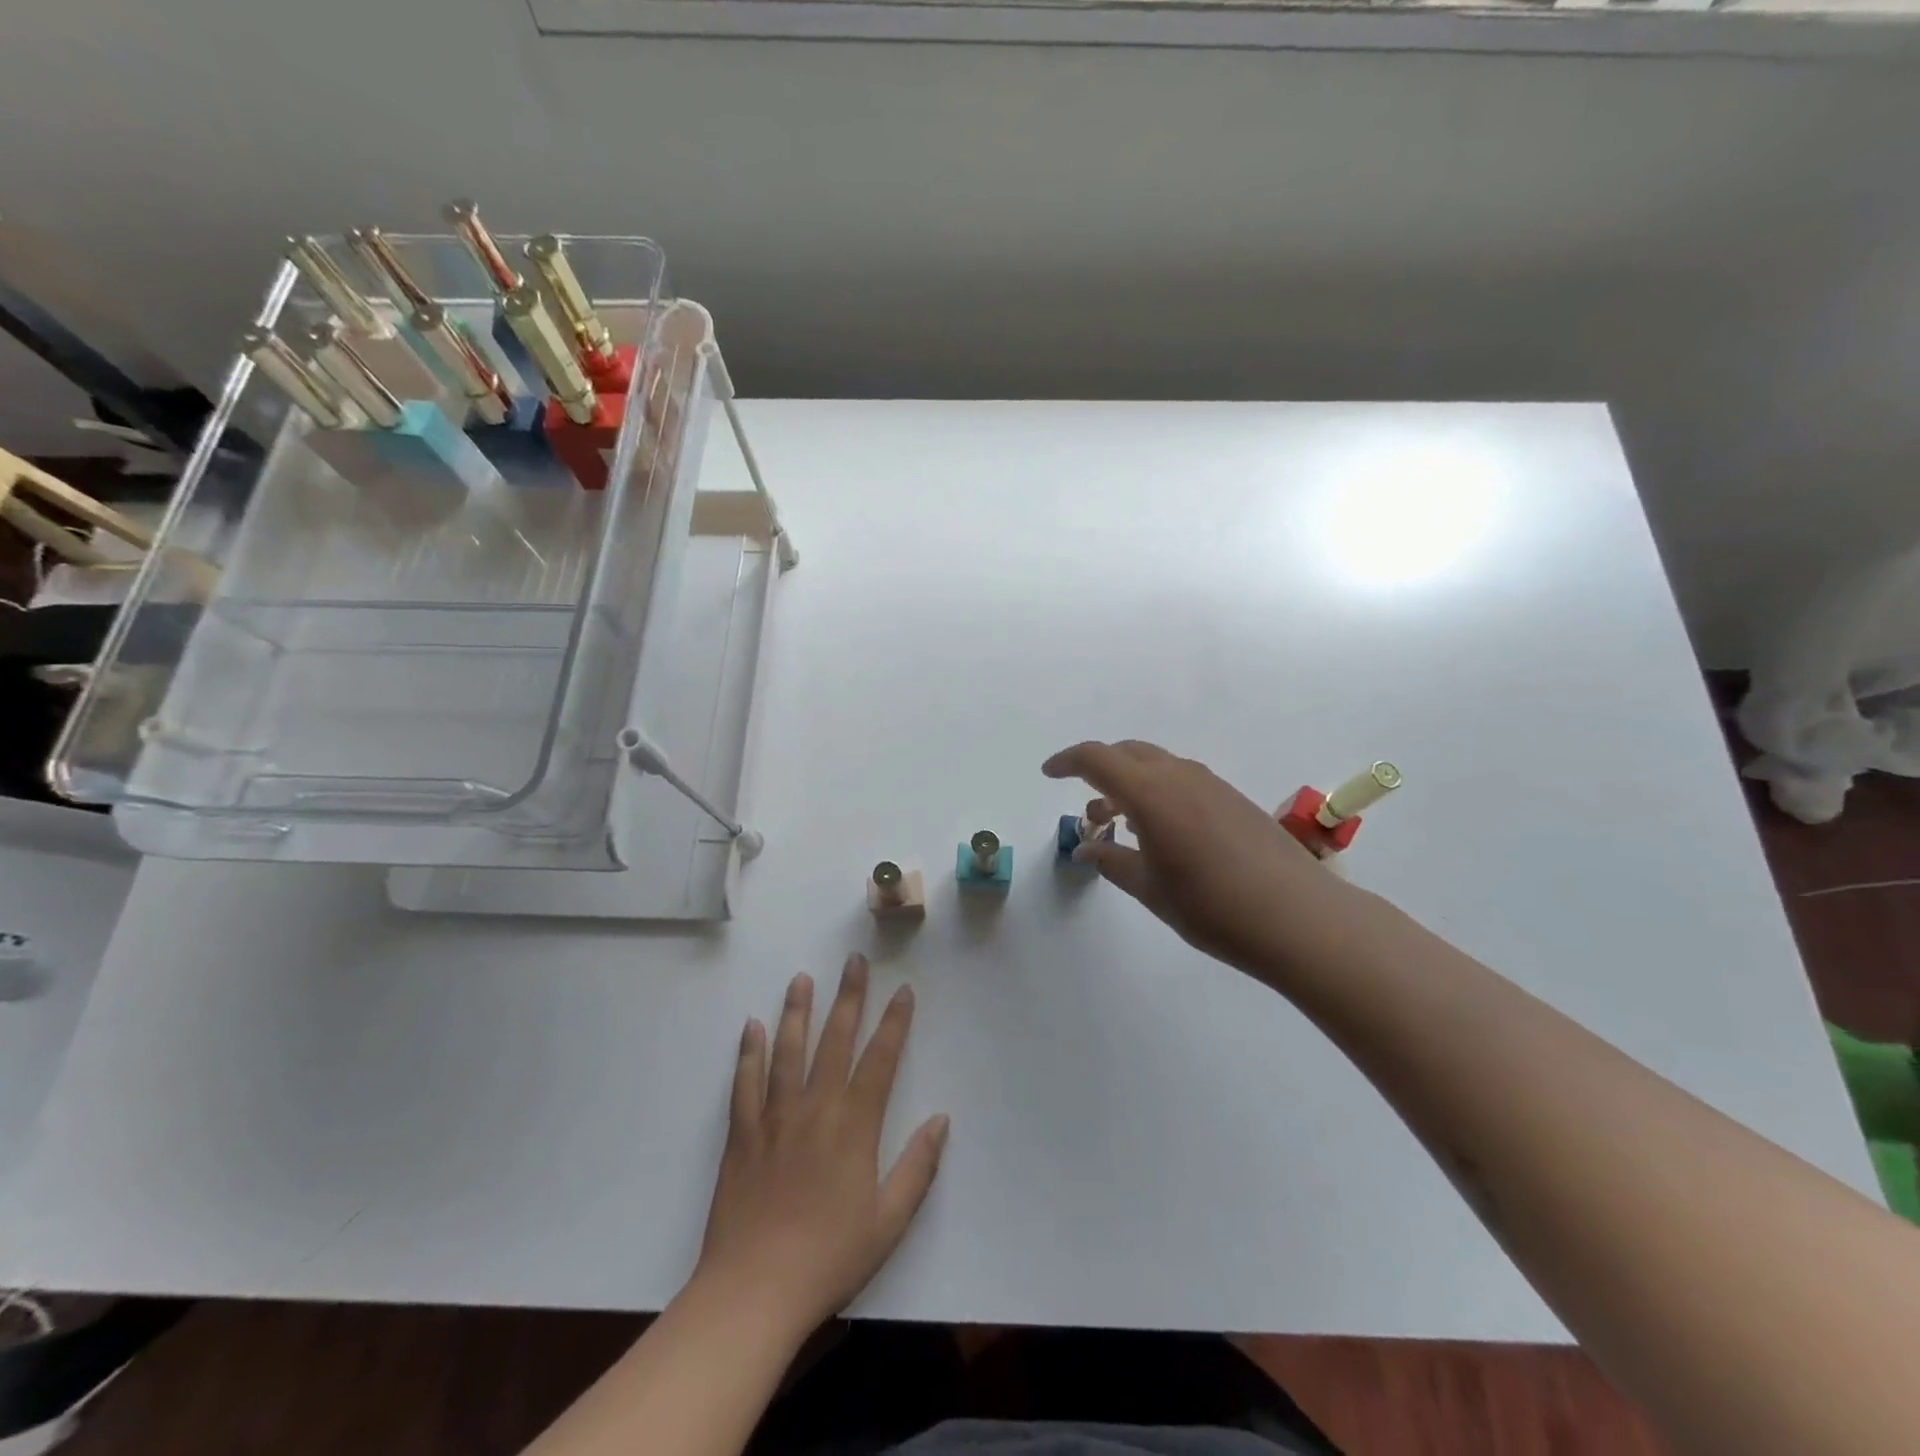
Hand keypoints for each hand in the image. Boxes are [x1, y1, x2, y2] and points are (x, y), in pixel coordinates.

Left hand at [693, 955, 949, 1335]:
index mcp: (854, 1126)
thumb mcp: (889, 1221)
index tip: (902, 990)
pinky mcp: (741, 1135)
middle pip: (835, 1040)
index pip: (880, 1059)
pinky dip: (748, 1053)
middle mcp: (815, 1108)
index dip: (894, 1022)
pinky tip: (752, 1027)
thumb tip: (941, 1119)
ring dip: (797, 1011)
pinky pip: (745, 1083)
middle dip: (849, 997)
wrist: (753, 1293)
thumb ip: (918, 1167)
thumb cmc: (829, 1258)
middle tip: (854, 961)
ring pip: (788, 1050)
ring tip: (803, 978)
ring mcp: (774, 1118)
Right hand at [1043, 739, 1340, 976]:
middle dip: (1099, 771)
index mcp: (1151, 793)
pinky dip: (1160, 792)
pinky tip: (1164, 832)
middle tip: (1089, 810)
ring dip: (1132, 784)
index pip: (1097, 759)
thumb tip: (1087, 849)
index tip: (1049, 774)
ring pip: (1158, 766)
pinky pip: (1183, 780)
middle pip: (1128, 753)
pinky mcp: (1234, 799)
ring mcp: (1212, 785)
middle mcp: (1180, 776)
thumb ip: (1112, 862)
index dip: (1067, 761)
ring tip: (1123, 826)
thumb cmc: (1212, 907)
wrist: (1298, 918)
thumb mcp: (1150, 889)